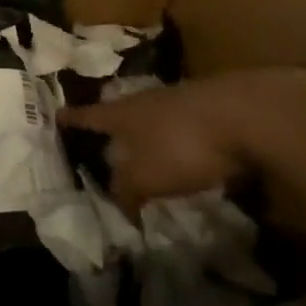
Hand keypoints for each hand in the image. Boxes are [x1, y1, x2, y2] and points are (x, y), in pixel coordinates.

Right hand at [61, 68, 305, 216]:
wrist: (248, 114)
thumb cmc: (182, 144)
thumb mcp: (146, 176)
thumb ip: (126, 189)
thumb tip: (118, 203)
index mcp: (122, 114)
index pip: (88, 116)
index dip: (72, 120)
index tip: (57, 116)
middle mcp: (146, 101)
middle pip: (122, 114)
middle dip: (114, 130)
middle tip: (106, 145)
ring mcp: (181, 101)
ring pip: (155, 120)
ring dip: (150, 138)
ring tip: (148, 157)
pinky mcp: (213, 110)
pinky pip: (186, 128)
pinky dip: (181, 143)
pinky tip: (190, 158)